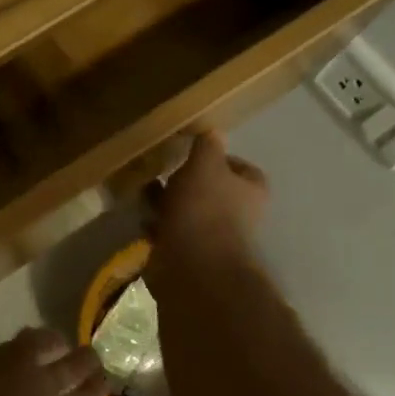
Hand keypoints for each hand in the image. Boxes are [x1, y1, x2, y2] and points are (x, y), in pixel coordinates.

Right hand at [148, 130, 268, 269]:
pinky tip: (144, 220)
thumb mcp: (205, 164)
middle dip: (188, 181)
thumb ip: (207, 146)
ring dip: (169, 203)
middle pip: (213, 190)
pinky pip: (172, 233)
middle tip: (163, 171)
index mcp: (250, 191)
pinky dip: (159, 226)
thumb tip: (213, 131)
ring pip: (189, 212)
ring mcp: (214, 237)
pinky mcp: (191, 255)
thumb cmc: (203, 207)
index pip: (242, 168)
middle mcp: (238, 215)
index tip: (194, 153)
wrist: (192, 264)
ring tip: (145, 193)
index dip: (220, 159)